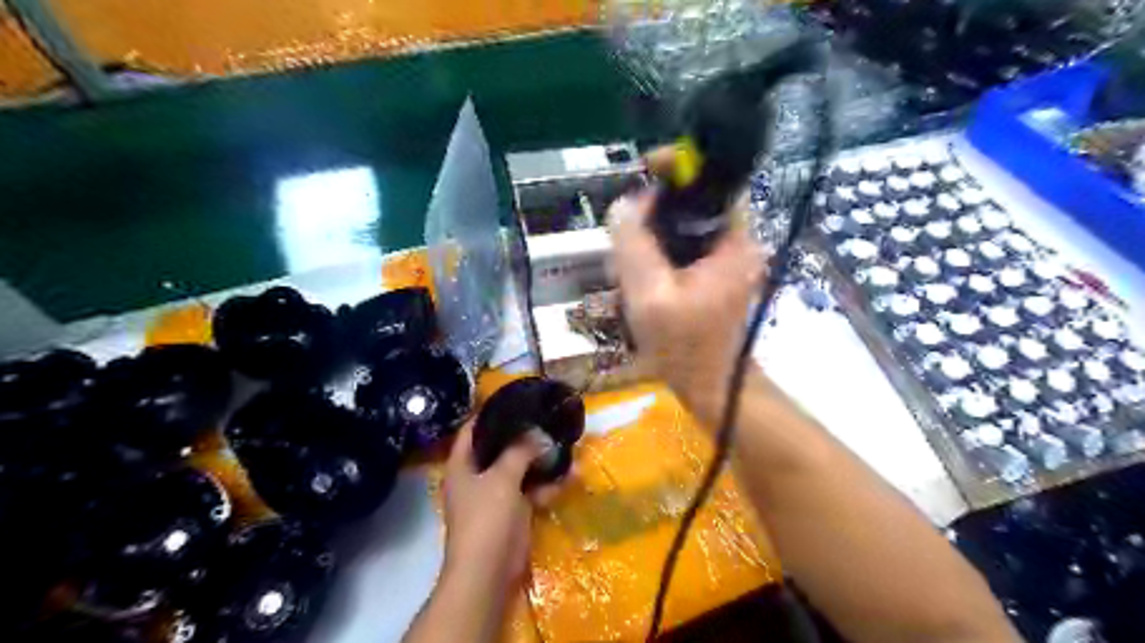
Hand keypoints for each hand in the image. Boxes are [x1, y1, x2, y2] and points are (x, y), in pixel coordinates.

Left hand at [439, 420, 559, 593]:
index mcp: (462, 465)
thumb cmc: (486, 518)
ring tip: (563, 444)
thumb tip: (536, 433)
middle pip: (498, 448)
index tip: (514, 400)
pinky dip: (547, 485)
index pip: (471, 430)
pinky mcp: (513, 512)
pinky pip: (531, 491)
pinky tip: (569, 476)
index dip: (489, 414)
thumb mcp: (502, 477)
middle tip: (546, 420)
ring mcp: (495, 495)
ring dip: (540, 461)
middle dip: (523, 436)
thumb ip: (519, 451)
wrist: (488, 573)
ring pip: (519, 470)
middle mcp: (476, 476)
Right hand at [614, 187, 761, 426]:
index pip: (714, 180)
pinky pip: (679, 252)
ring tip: (625, 276)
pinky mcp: (711, 277)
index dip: (680, 167)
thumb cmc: (685, 348)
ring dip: (649, 244)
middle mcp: (735, 244)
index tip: (644, 172)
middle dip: (652, 219)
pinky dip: (655, 261)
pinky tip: (637, 287)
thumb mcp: (650, 295)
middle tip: (623, 249)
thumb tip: (625, 204)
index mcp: (733, 241)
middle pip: (690, 206)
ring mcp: (724, 262)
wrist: (711, 389)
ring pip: (680, 230)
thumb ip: (633, 245)